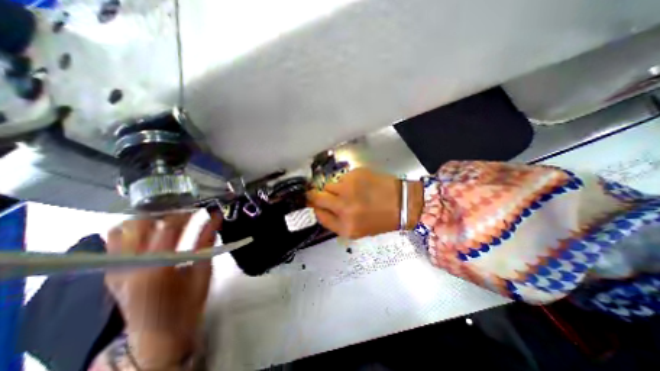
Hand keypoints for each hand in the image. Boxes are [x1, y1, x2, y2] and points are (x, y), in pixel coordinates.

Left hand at [105, 213, 220, 368]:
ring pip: (121, 229)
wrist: (157, 335)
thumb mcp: (203, 271)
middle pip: (140, 223)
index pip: (167, 227)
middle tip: (185, 216)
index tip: (199, 210)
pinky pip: (113, 241)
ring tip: (167, 224)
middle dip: (166, 214)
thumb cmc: (188, 304)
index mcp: (157, 268)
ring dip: (147, 221)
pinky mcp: (110, 271)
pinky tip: (151, 234)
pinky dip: (132, 231)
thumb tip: (216, 216)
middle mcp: (129, 266)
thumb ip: (207, 241)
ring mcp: (114, 269)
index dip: (185, 214)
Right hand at [306, 167, 422, 237]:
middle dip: (314, 195)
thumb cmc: (380, 219)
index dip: (317, 209)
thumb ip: (336, 222)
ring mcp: (349, 189)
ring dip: (334, 188)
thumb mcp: (357, 230)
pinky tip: (359, 185)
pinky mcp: (355, 174)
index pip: (319, 215)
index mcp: (345, 226)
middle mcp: (344, 208)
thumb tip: (321, 209)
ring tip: (348, 191)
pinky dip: (347, 181)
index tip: (317, 205)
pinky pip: (342, 177)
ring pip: (329, 185)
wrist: (403, 203)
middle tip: (318, 193)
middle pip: (317, 197)